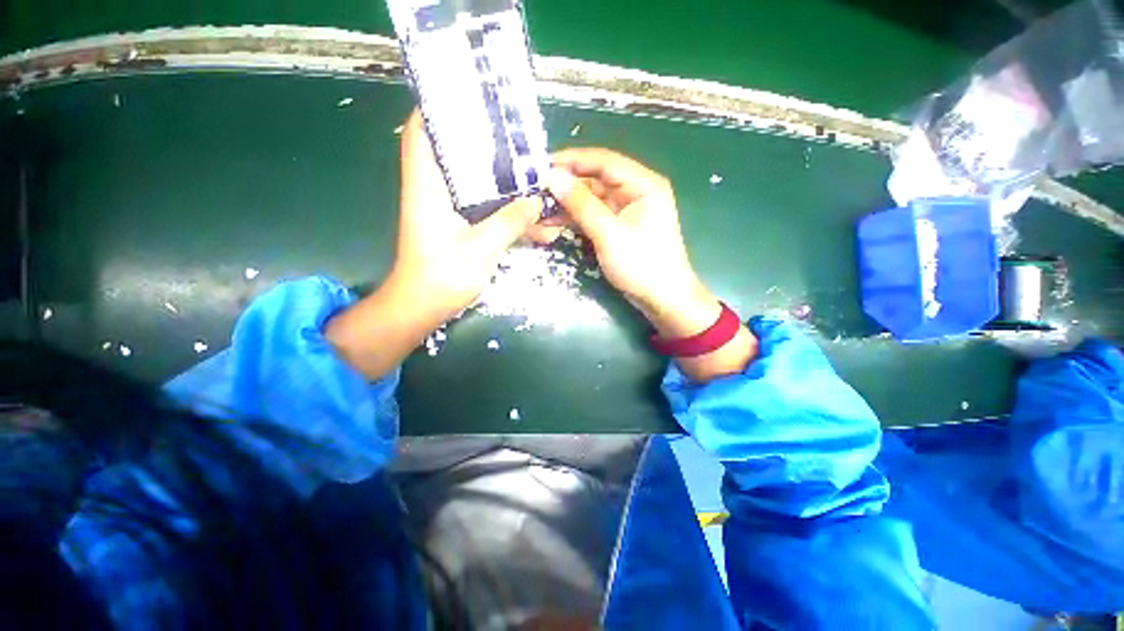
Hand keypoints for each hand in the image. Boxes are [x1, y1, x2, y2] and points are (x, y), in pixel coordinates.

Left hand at [326, 110, 540, 379]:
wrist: (424, 308)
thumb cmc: (442, 276)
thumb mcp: (481, 248)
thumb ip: (510, 222)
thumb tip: (537, 200)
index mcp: (427, 187)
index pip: (422, 133)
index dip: (438, 109)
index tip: (470, 99)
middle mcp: (434, 192)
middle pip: (454, 154)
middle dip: (484, 144)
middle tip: (516, 140)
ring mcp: (447, 211)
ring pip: (474, 184)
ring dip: (502, 183)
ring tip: (533, 179)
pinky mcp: (458, 227)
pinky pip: (483, 208)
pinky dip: (504, 209)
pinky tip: (530, 217)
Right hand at [547, 148, 719, 337]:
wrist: (662, 299)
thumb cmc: (641, 265)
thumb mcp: (608, 234)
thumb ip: (581, 204)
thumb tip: (552, 177)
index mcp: (642, 184)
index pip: (603, 161)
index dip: (572, 159)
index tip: (542, 164)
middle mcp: (635, 192)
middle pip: (596, 179)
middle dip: (566, 185)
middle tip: (535, 189)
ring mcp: (627, 211)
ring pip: (592, 199)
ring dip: (568, 203)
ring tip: (539, 208)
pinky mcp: (619, 227)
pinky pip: (594, 215)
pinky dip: (576, 218)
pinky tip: (554, 221)